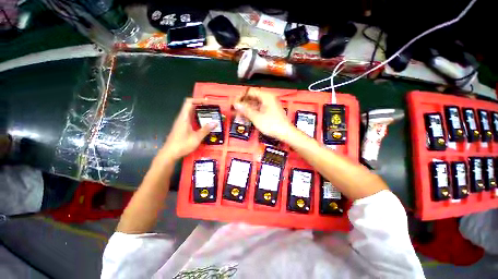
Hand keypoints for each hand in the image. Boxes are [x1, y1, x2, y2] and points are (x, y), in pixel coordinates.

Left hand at [160, 98, 216, 159]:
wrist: (169, 154)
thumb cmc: (182, 145)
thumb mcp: (196, 138)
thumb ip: (206, 129)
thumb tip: (215, 122)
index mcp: (184, 118)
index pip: (189, 102)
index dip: (197, 100)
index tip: (207, 102)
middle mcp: (182, 118)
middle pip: (190, 107)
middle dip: (201, 106)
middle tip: (211, 109)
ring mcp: (181, 123)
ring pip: (190, 113)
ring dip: (199, 113)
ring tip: (210, 116)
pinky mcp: (182, 128)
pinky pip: (190, 119)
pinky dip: (197, 119)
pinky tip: (203, 124)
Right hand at [233, 88, 293, 140]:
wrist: (285, 133)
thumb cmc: (272, 124)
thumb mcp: (256, 117)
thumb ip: (245, 110)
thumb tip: (235, 104)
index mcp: (266, 96)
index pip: (250, 91)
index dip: (241, 96)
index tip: (234, 103)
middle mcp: (268, 99)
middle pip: (252, 98)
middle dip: (243, 104)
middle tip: (235, 110)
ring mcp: (269, 105)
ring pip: (254, 104)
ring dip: (246, 109)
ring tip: (238, 115)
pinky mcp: (269, 111)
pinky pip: (258, 109)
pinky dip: (252, 113)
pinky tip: (246, 118)